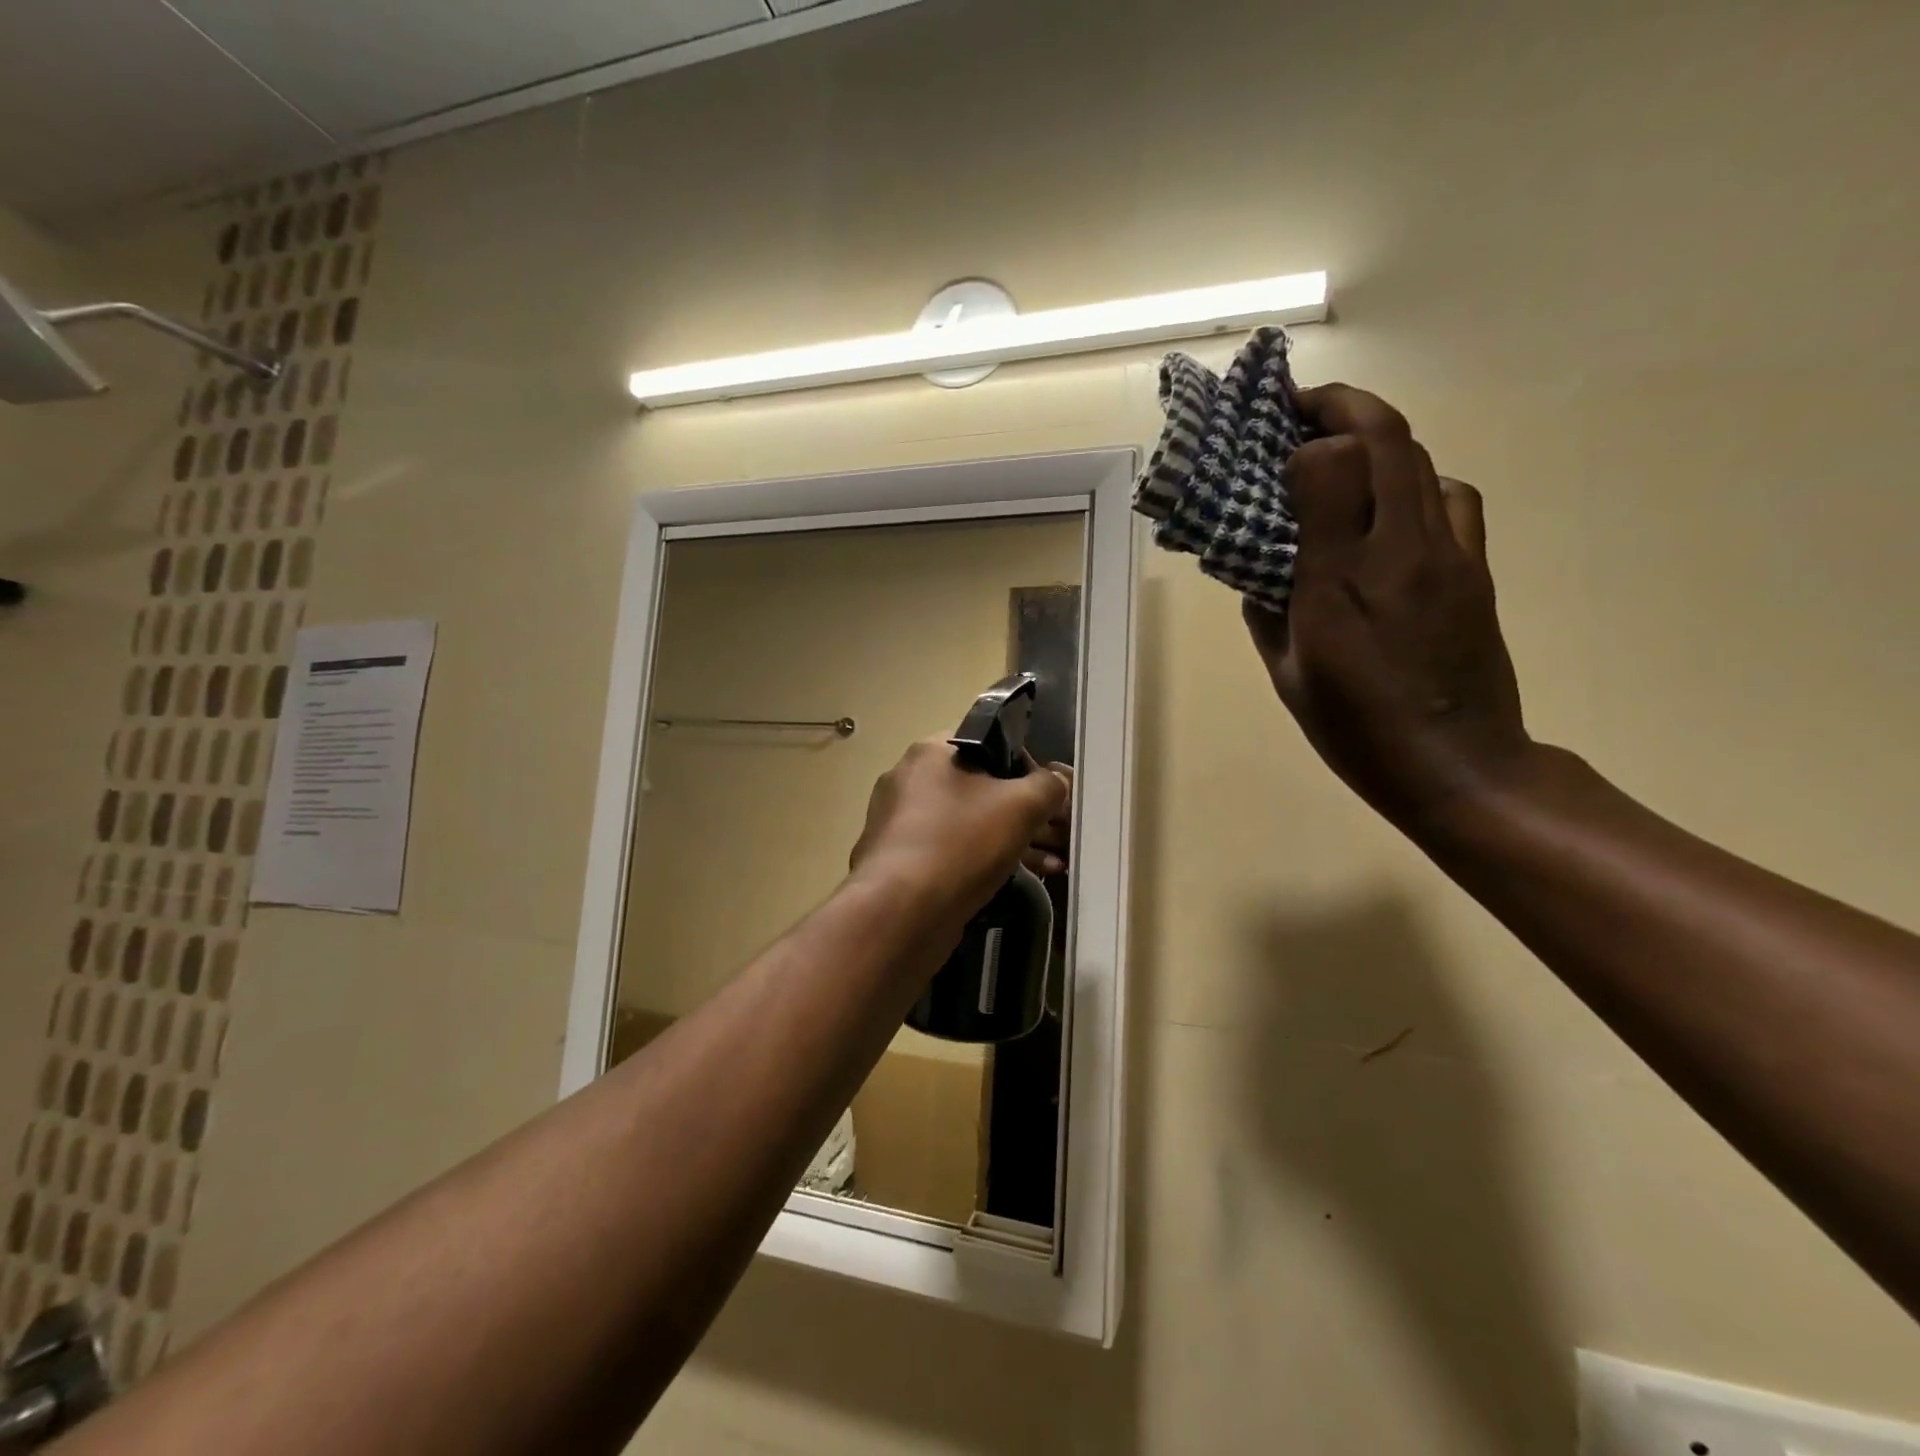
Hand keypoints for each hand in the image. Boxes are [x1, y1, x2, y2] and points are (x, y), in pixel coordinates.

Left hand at [850, 739, 1067, 920]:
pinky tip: (1019, 878)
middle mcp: (910, 780)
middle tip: (1059, 835)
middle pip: (982, 787)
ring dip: (1013, 839)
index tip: (1051, 795)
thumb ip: (1048, 786)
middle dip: (1026, 812)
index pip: (990, 743)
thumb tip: (1060, 780)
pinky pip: (953, 850)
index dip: (1028, 765)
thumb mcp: (1020, 807)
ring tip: (1052, 865)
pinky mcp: (901, 861)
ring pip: (970, 822)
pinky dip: (984, 859)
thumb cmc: (961, 843)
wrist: (900, 913)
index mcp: (931, 752)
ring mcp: (901, 823)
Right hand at [1245, 383, 1534, 832]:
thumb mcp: (1289, 675)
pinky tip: (1394, 508)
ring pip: (1422, 459)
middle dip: (1341, 406)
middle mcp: (1401, 551)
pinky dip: (1416, 480)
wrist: (1459, 766)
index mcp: (1342, 581)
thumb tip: (1260, 569)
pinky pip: (1450, 497)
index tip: (1271, 439)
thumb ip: (1266, 612)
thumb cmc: (1356, 729)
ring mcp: (1450, 555)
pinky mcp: (1477, 569)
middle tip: (1302, 407)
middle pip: (1387, 439)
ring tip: (1343, 453)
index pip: (1331, 467)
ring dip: (1379, 438)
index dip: (1300, 439)